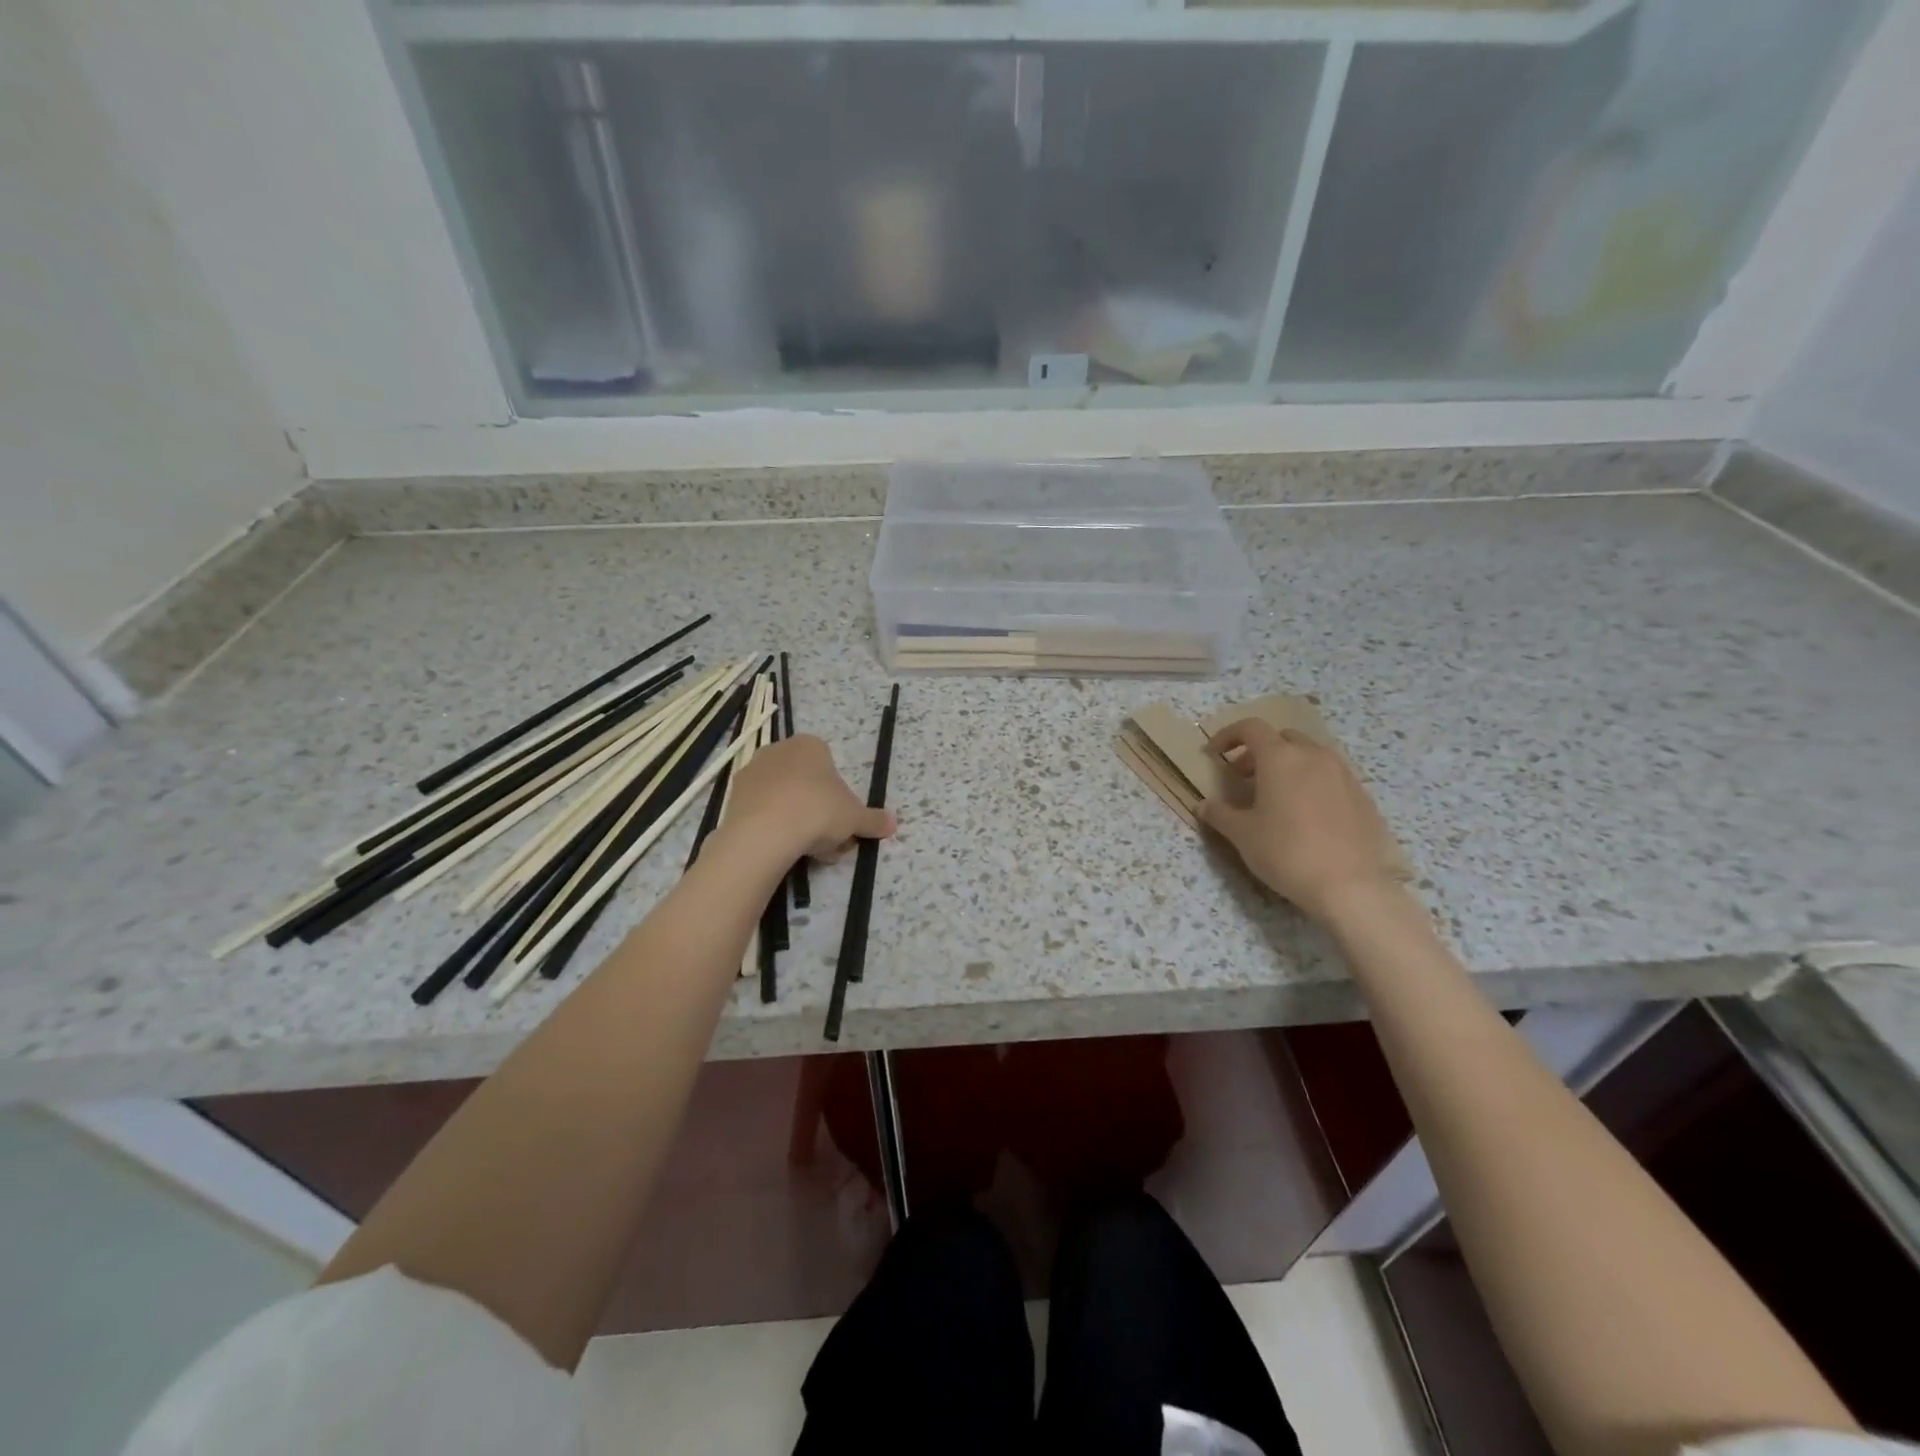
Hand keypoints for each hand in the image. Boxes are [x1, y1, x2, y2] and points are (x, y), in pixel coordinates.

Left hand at [722, 734, 896, 864]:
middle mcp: (779, 750)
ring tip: (807, 851)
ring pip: (783, 798)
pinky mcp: (733, 796)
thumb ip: (874, 820)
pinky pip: (761, 810)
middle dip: (818, 810)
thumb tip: (893, 824)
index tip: (842, 821)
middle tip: (829, 840)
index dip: (839, 797)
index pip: (830, 768)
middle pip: (806, 783)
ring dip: (796, 821)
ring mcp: (752, 772)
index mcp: (811, 745)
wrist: (765, 832)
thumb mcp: (855, 818)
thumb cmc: (818, 811)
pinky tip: (782, 850)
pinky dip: (772, 827)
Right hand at [1199, 719, 1396, 925]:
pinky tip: (1306, 815)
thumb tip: (1204, 805)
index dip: (1228, 736)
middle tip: (1243, 777)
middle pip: (1282, 738)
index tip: (1214, 754)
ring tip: (1276, 796)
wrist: (1350, 886)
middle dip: (1259, 751)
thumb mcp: (1242, 835)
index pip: (1251, 728)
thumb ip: (1219, 814)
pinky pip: (1331, 776)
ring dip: (1288, 765)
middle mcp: (1314, 755)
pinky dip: (1311, 782)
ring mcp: (1343, 774)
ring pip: (1310, 755)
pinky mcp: (1362, 795)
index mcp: (1281, 757)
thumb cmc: (1286, 852)